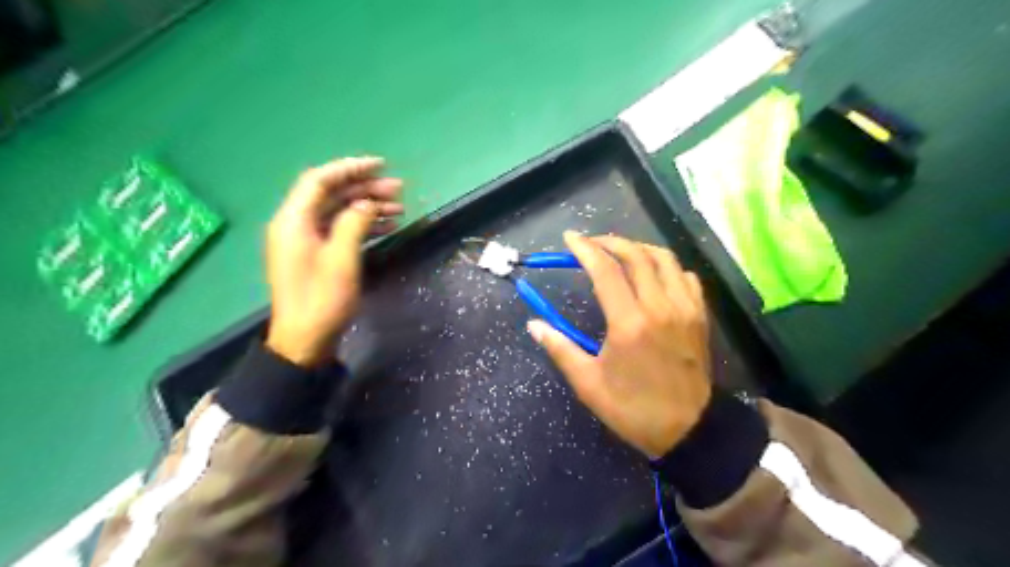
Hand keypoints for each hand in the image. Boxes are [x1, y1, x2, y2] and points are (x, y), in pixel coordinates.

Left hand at [265, 154, 404, 366]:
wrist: (306, 340)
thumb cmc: (322, 299)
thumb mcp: (342, 258)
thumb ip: (355, 223)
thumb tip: (368, 202)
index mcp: (294, 220)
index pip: (320, 180)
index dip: (350, 168)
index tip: (381, 165)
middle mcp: (297, 224)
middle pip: (332, 195)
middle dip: (365, 188)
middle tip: (398, 189)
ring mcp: (308, 241)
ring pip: (340, 212)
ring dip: (368, 207)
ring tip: (400, 207)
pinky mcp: (318, 255)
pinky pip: (342, 230)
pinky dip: (364, 225)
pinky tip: (388, 226)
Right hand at [530, 232, 707, 458]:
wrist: (688, 431)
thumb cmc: (632, 409)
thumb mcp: (588, 383)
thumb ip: (560, 349)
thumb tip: (534, 325)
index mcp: (628, 323)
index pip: (605, 270)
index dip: (585, 249)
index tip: (570, 238)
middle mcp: (659, 307)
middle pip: (636, 255)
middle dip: (610, 241)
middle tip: (591, 243)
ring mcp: (684, 309)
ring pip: (664, 259)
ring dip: (639, 248)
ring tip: (619, 252)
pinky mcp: (699, 316)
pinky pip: (685, 277)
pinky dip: (667, 267)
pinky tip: (654, 275)